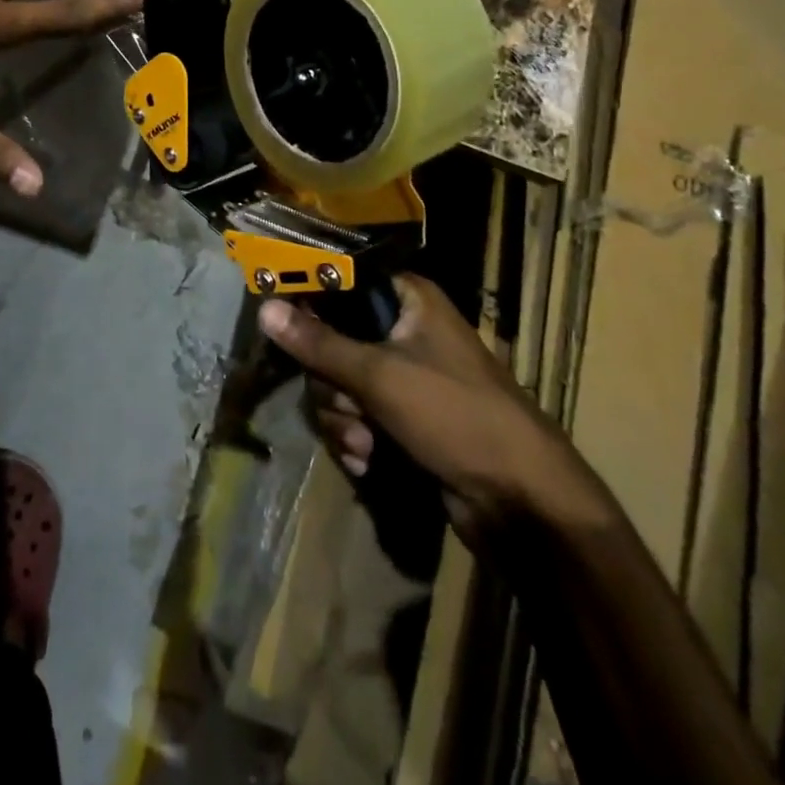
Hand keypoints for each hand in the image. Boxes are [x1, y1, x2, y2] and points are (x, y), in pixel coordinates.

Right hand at [259, 275, 596, 545]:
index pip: (341, 283)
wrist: (520, 501)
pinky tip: (370, 460)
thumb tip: (265, 308)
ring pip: (338, 384)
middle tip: (350, 405)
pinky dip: (356, 440)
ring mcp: (402, 377)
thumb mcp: (380, 376)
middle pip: (331, 341)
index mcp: (408, 300)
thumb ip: (318, 343)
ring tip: (366, 443)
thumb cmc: (455, 416)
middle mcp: (404, 330)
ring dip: (343, 419)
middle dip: (332, 384)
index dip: (309, 303)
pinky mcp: (401, 418)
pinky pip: (355, 416)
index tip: (281, 326)